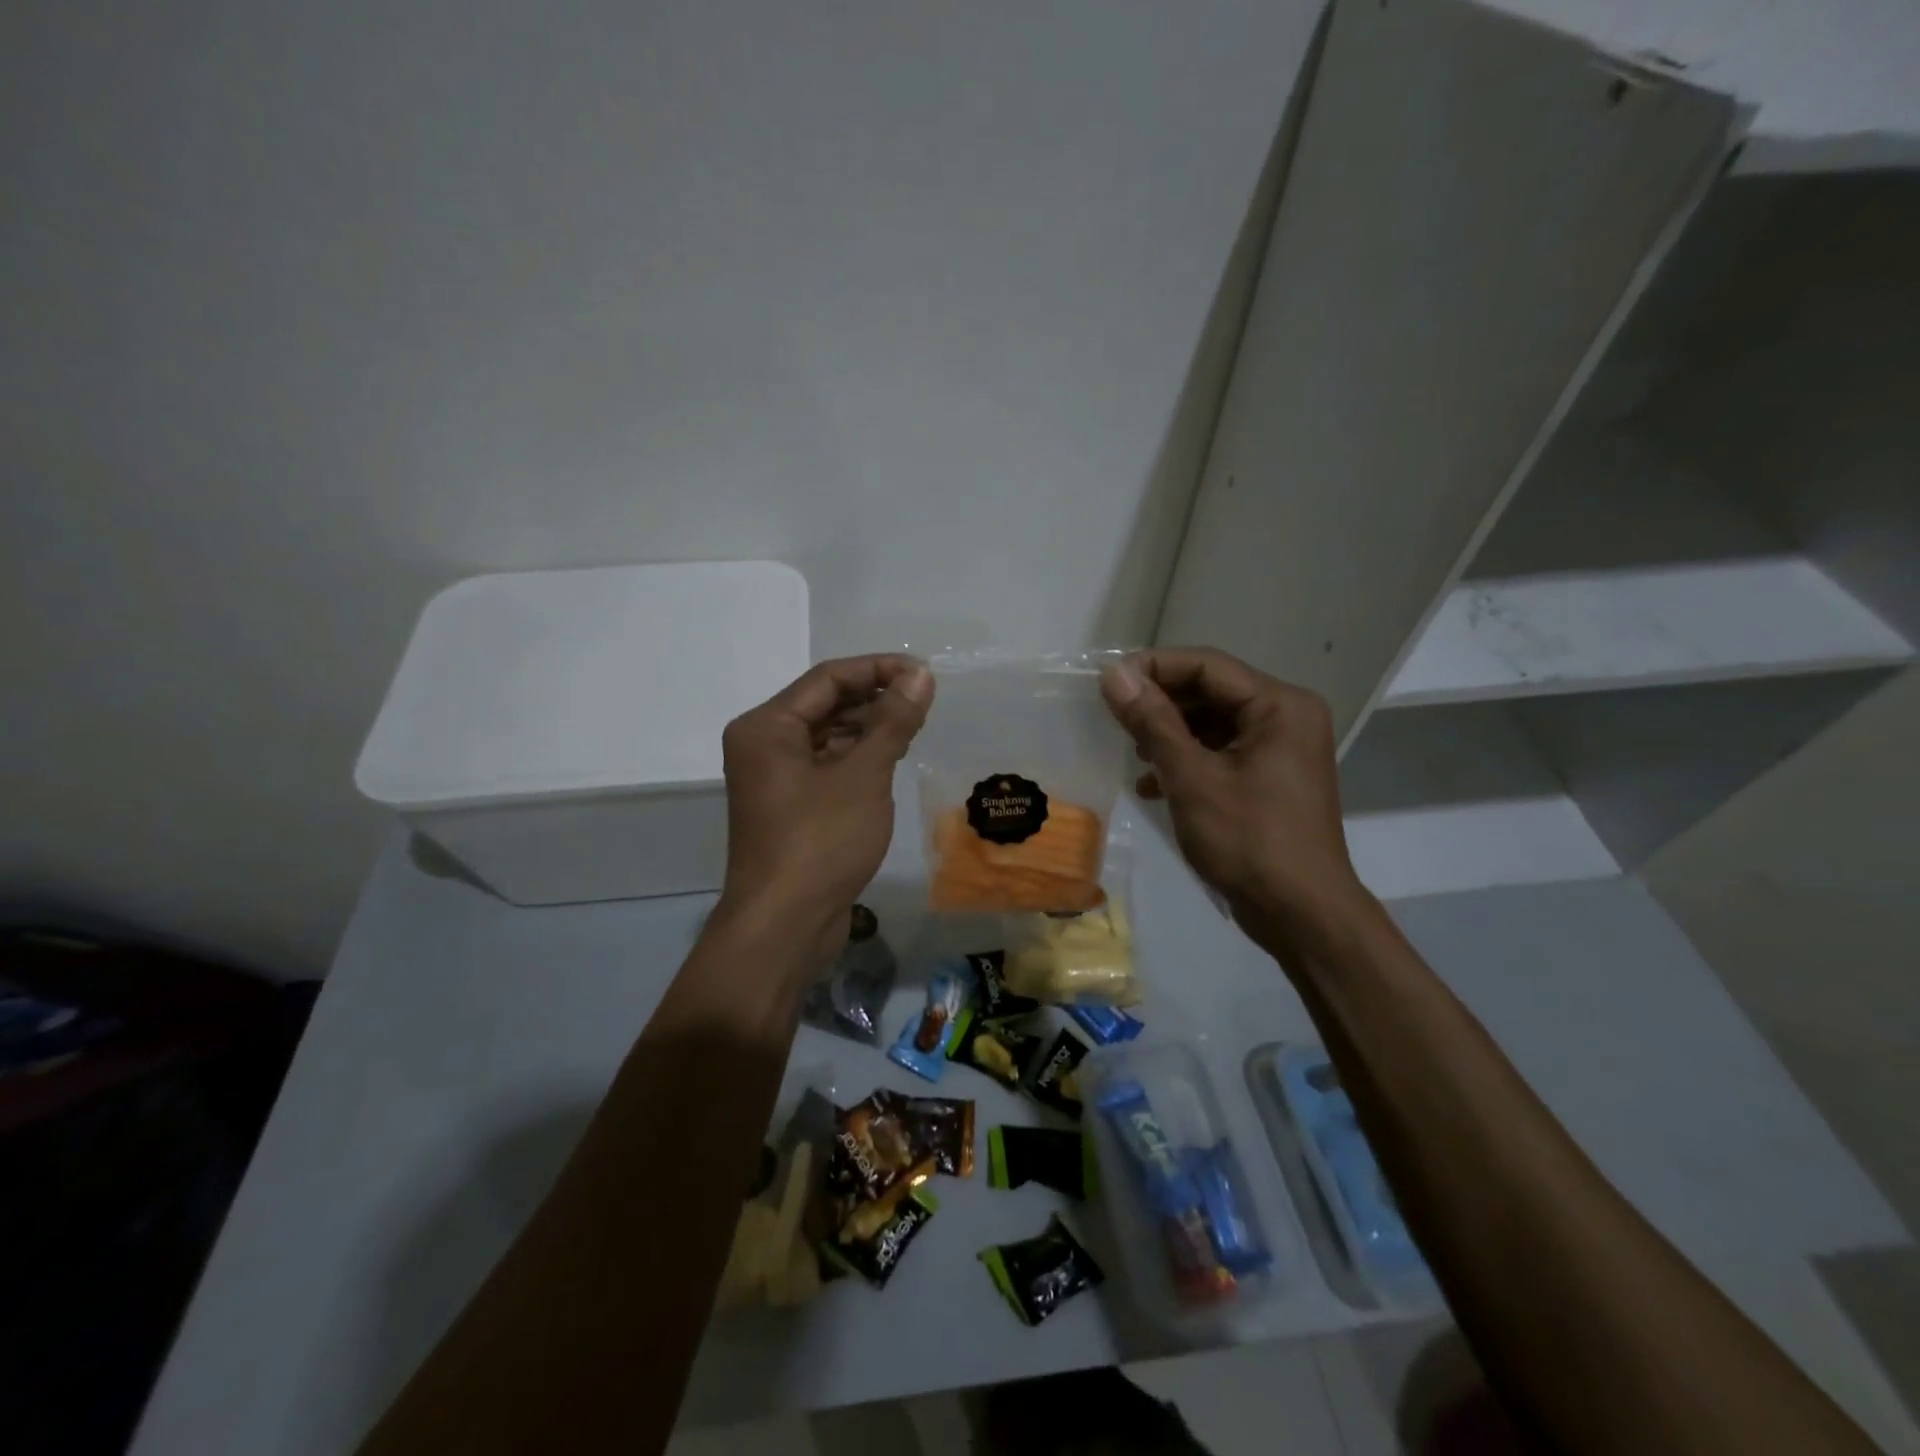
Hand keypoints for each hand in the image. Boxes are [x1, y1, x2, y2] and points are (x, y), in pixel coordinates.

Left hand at [714, 655, 933, 968]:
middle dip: (875, 699)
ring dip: (870, 729)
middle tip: (926, 701)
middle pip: (825, 705)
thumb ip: (892, 721)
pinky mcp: (791, 807)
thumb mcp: (863, 776)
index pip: (828, 678)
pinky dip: (859, 759)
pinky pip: (828, 766)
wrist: (784, 927)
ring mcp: (775, 778)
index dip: (878, 669)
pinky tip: (893, 758)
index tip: (925, 673)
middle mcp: (764, 745)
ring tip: (916, 727)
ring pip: (828, 736)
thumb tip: (921, 675)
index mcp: (767, 727)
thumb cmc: (820, 842)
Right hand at [1100, 647, 1369, 953]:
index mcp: (1280, 706)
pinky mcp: (1270, 778)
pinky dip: (1187, 760)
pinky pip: (1222, 752)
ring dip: (1170, 734)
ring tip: (1133, 753)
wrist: (1301, 915)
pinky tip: (1153, 784)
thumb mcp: (1192, 778)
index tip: (1107, 682)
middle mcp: (1286, 717)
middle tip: (1115, 718)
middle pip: (1211, 692)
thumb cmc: (1248, 841)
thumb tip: (1113, 675)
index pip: (1208, 665)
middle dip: (1161, 703)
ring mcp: (1281, 749)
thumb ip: (1152, 722)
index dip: (1154, 667)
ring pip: (1213, 723)